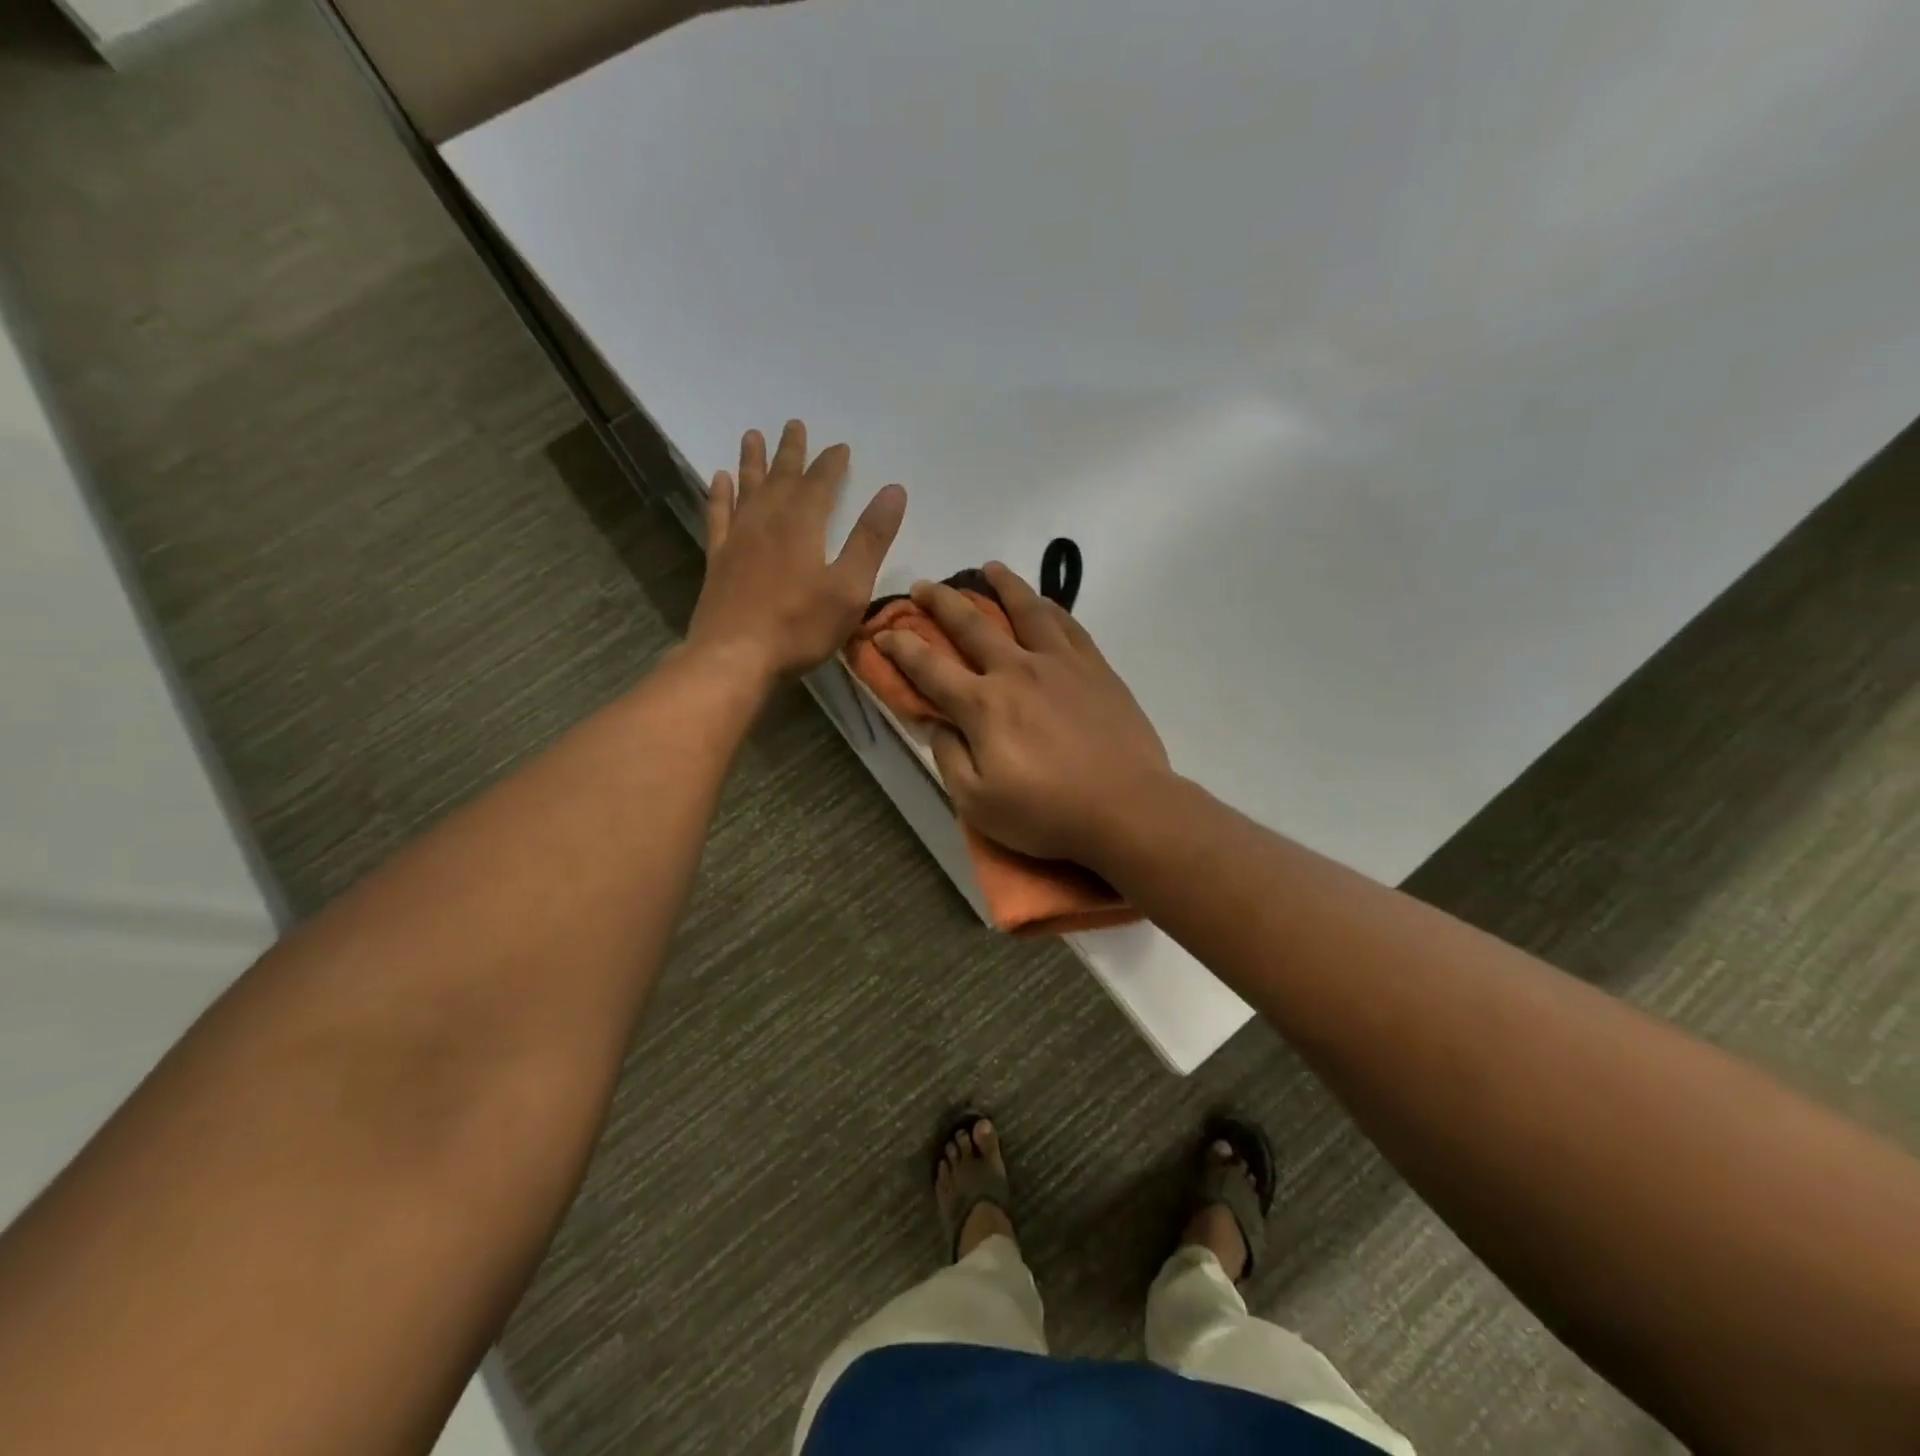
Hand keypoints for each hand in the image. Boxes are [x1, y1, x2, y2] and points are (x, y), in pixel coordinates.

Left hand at [688, 420, 906, 681]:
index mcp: (802, 525)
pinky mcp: (718, 560)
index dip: (832, 463)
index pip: (820, 483)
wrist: (734, 657)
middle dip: (791, 452)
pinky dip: (719, 495)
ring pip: (747, 489)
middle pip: (781, 477)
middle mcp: (767, 521)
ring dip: (752, 462)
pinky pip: (719, 516)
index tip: (840, 447)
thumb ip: (870, 539)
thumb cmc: (799, 627)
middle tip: (794, 424)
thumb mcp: (849, 588)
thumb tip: (894, 491)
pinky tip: (719, 479)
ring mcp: (738, 539)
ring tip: (753, 435)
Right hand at [876, 562, 1171, 864]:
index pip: (930, 667)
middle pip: (972, 625)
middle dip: (942, 603)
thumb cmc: (1047, 813)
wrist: (1126, 807)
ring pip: (1026, 610)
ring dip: (1003, 585)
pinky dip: (1050, 607)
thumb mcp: (978, 803)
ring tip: (989, 568)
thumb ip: (949, 757)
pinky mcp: (1095, 668)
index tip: (882, 631)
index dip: (901, 647)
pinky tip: (1043, 601)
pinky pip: (1068, 625)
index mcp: (983, 705)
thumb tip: (935, 723)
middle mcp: (1017, 670)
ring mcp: (1060, 663)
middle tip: (925, 585)